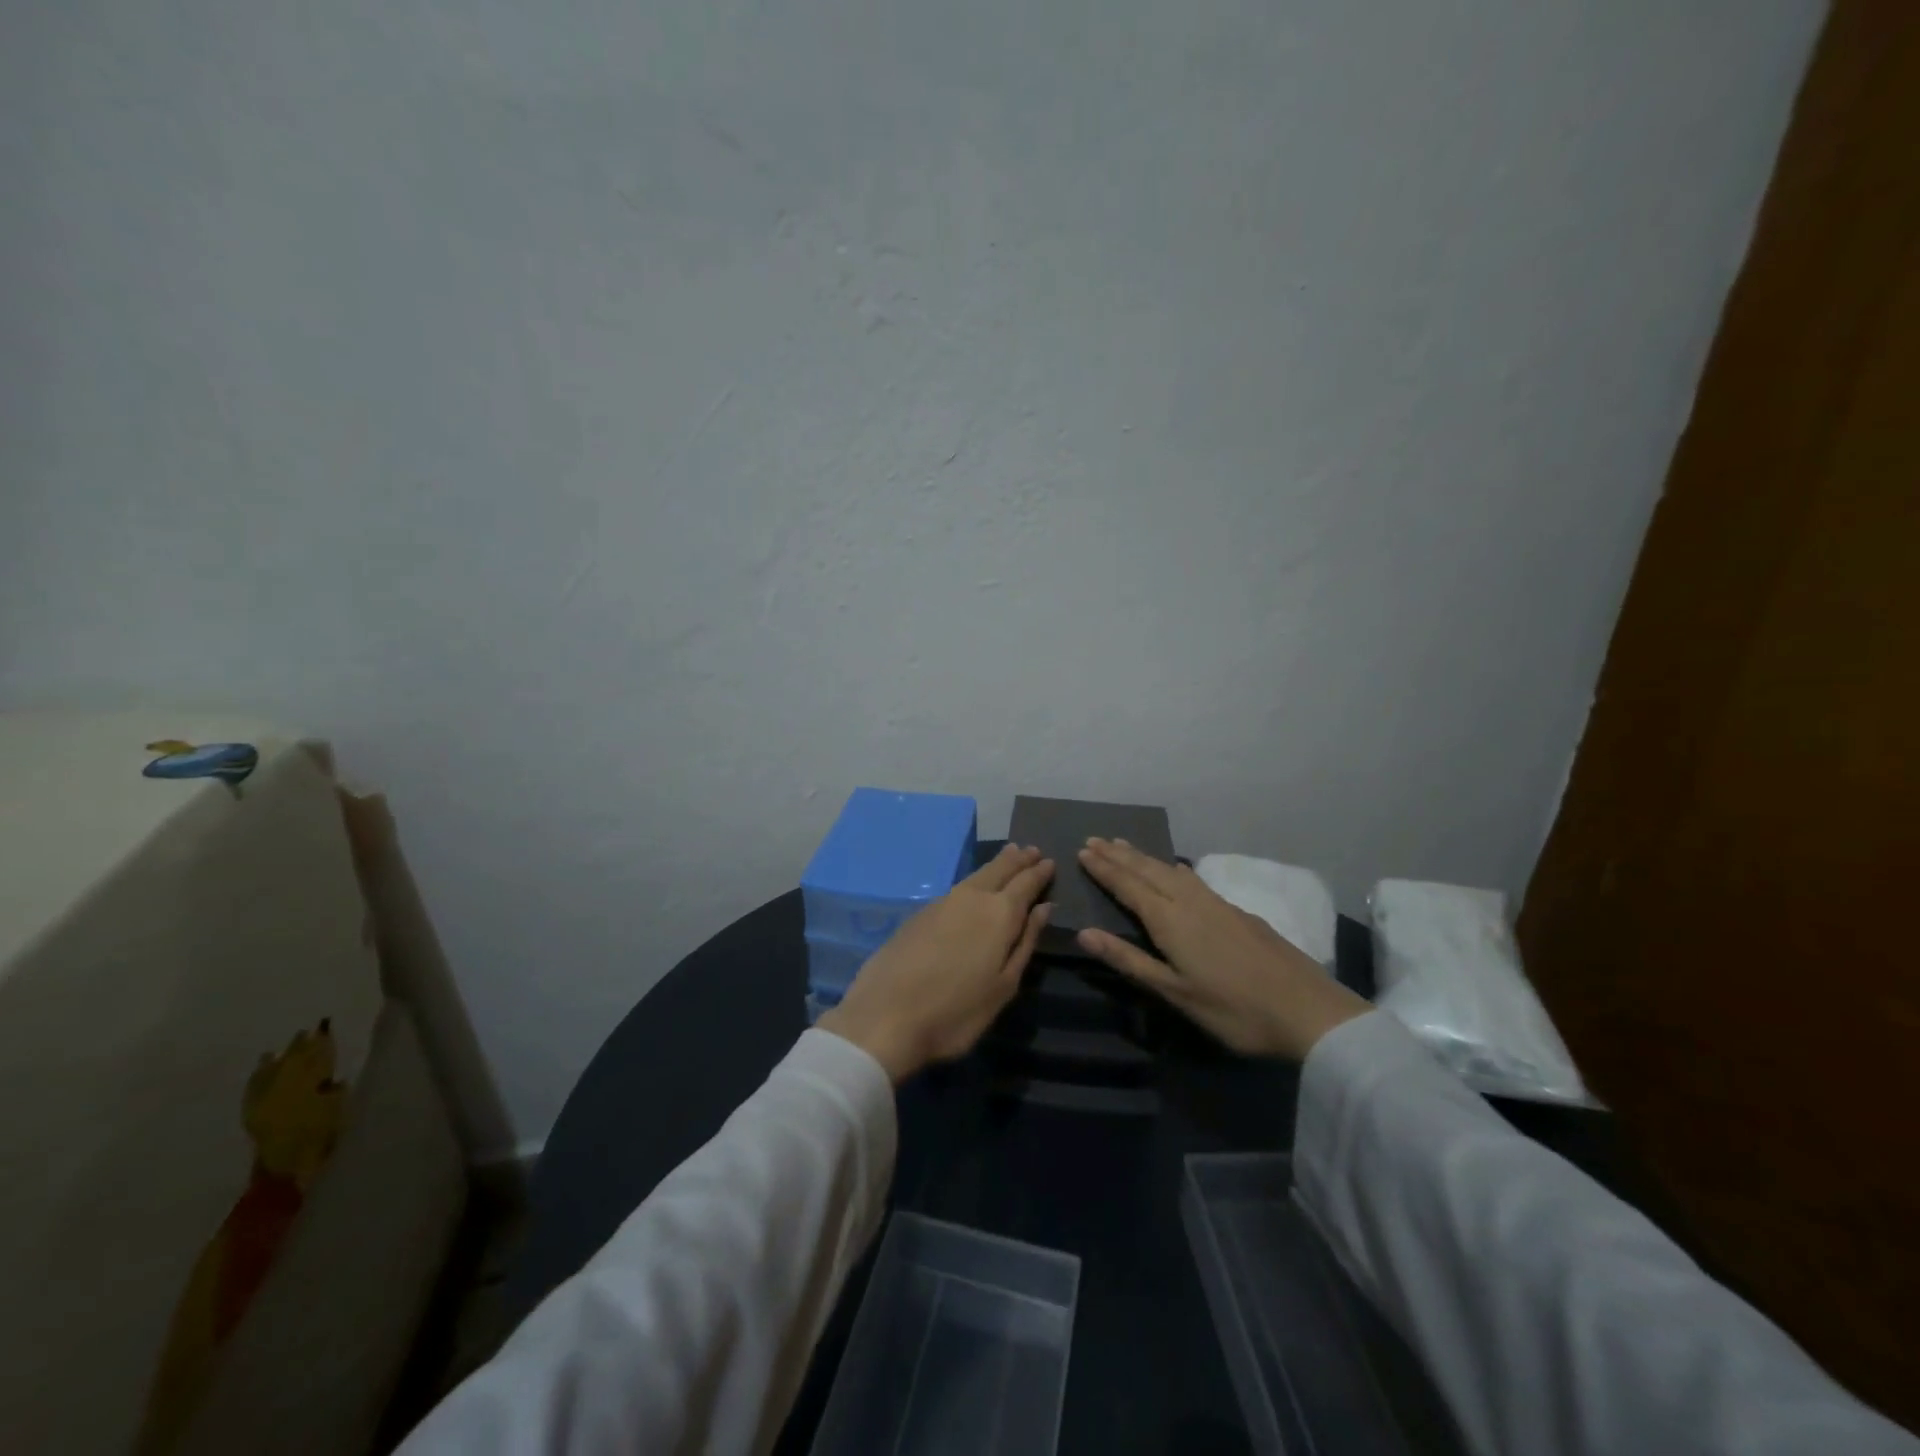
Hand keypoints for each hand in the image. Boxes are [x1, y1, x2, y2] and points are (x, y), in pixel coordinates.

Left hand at [819, 845, 1053, 1082]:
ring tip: (1008, 856)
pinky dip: (974, 879)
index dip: (1039, 872)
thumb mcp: (1003, 985)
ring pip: (977, 875)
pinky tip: (974, 886)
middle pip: (1000, 869)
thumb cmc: (956, 1011)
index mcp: (1000, 913)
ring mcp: (942, 902)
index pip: (1026, 883)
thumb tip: (1043, 908)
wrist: (886, 1015)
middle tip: (1032, 850)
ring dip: (996, 864)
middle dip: (1018, 860)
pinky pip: (958, 887)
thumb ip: (1025, 942)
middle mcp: (972, 897)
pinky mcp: (920, 912)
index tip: (1050, 862)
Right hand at [1076, 838, 1368, 1059]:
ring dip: (1144, 857)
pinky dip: (1174, 867)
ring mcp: (1216, 903)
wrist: (1308, 1010)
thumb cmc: (1234, 1009)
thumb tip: (1084, 932)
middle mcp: (1190, 901)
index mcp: (1170, 920)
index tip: (1083, 850)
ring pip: (1171, 871)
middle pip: (1148, 871)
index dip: (1105, 869)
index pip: (1128, 886)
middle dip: (1119, 855)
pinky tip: (1178, 868)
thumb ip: (1129, 960)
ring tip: (1124, 845)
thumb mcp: (1175, 992)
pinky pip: (1193, 879)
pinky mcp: (1236, 911)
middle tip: (1095, 839)